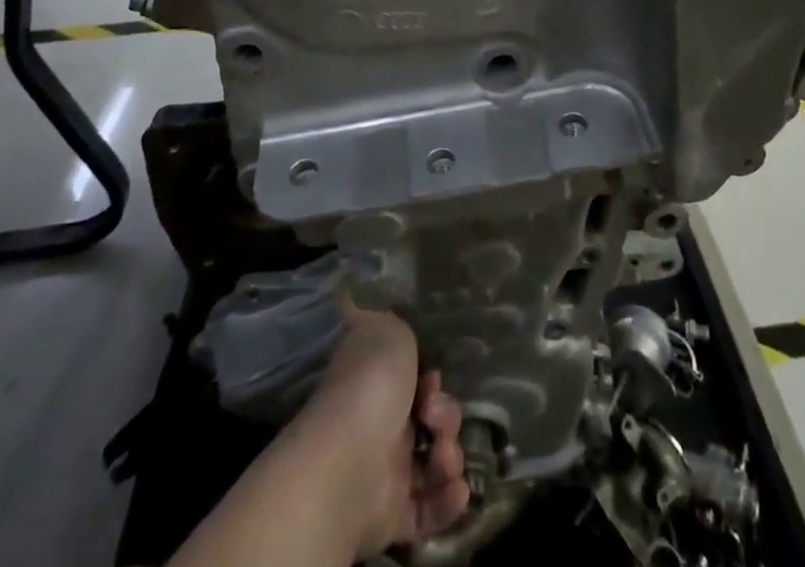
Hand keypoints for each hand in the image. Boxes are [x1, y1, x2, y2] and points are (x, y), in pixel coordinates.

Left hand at [295, 304, 469, 557]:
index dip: (432, 378)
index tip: (433, 377)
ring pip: (434, 461)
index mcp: (375, 382)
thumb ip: (391, 318)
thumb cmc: (371, 385)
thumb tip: (356, 288)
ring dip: (450, 457)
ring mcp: (385, 471)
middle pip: (430, 419)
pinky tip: (456, 489)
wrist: (349, 463)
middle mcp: (379, 424)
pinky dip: (448, 500)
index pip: (414, 379)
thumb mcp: (387, 329)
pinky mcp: (392, 515)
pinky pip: (430, 508)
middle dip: (446, 416)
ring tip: (443, 458)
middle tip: (436, 417)